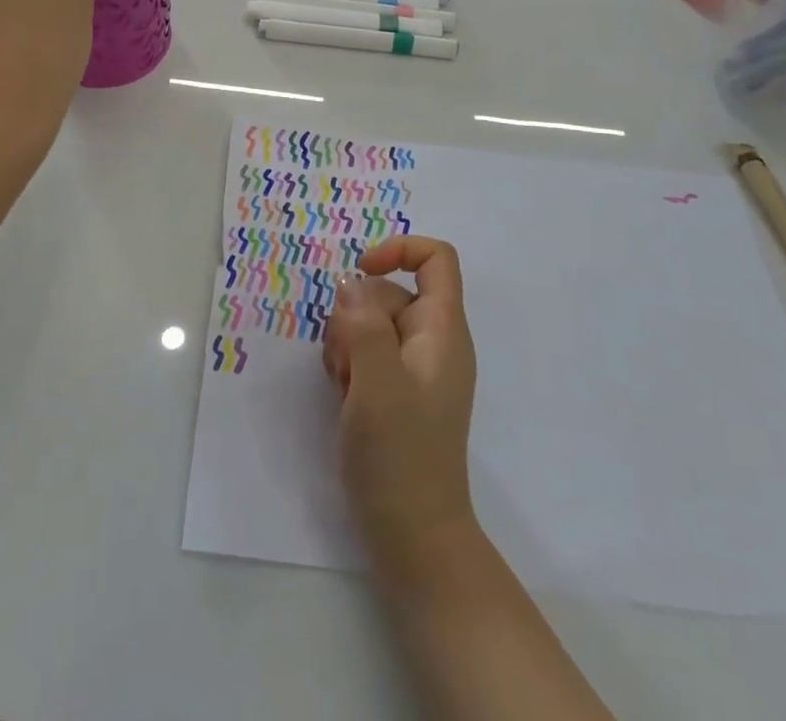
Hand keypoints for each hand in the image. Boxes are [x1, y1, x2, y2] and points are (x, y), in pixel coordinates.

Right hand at [322, 237, 477, 562]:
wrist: (412, 536)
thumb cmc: (400, 456)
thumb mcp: (377, 383)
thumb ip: (363, 325)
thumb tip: (350, 284)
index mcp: (442, 329)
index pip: (435, 259)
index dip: (398, 250)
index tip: (359, 273)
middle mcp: (431, 340)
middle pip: (388, 290)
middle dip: (356, 314)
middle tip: (347, 363)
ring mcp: (412, 366)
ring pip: (369, 320)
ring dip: (346, 342)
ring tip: (345, 386)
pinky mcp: (394, 389)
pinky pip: (365, 351)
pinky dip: (348, 364)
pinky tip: (343, 397)